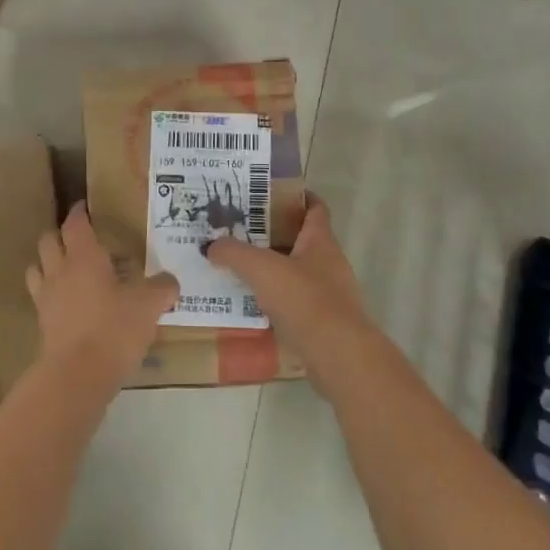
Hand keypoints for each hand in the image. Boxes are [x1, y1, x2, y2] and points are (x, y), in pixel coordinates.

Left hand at [26, 202, 178, 386]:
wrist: (77, 376)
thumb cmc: (113, 329)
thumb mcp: (148, 306)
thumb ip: (162, 288)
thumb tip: (171, 281)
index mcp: (83, 256)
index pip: (75, 223)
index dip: (79, 212)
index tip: (85, 206)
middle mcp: (59, 270)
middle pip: (48, 240)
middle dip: (61, 235)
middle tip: (79, 238)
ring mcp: (46, 297)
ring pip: (37, 267)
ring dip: (49, 263)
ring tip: (68, 269)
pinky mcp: (42, 323)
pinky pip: (41, 297)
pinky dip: (51, 293)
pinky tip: (69, 303)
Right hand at [203, 195, 370, 366]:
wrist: (338, 355)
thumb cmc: (305, 300)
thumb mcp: (262, 269)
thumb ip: (234, 253)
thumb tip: (211, 246)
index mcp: (320, 241)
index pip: (315, 208)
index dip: (296, 197)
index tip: (268, 194)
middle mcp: (329, 263)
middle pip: (301, 239)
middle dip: (273, 234)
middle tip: (240, 232)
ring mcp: (330, 294)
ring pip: (297, 272)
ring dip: (273, 269)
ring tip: (239, 268)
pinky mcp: (324, 322)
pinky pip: (296, 303)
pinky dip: (276, 300)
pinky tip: (251, 304)